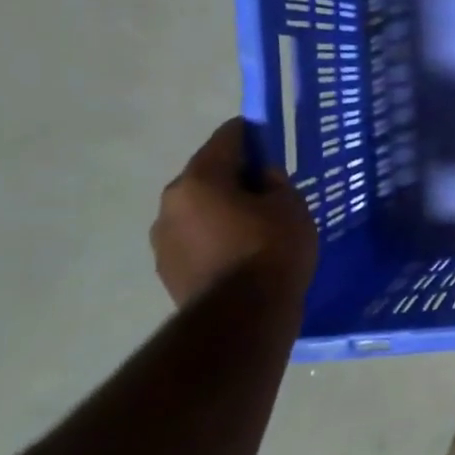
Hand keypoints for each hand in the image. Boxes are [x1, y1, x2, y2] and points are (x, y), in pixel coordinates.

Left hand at [152, 119, 318, 308]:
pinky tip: (241, 256)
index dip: (253, 135)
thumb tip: (260, 178)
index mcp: (199, 178)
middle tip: (268, 194)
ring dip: (222, 212)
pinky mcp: (167, 271)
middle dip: (235, 178)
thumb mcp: (291, 205)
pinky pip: (196, 241)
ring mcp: (164, 240)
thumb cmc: (271, 250)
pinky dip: (215, 240)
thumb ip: (274, 182)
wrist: (242, 319)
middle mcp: (172, 203)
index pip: (227, 137)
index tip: (271, 144)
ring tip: (255, 230)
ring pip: (199, 211)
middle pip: (208, 175)